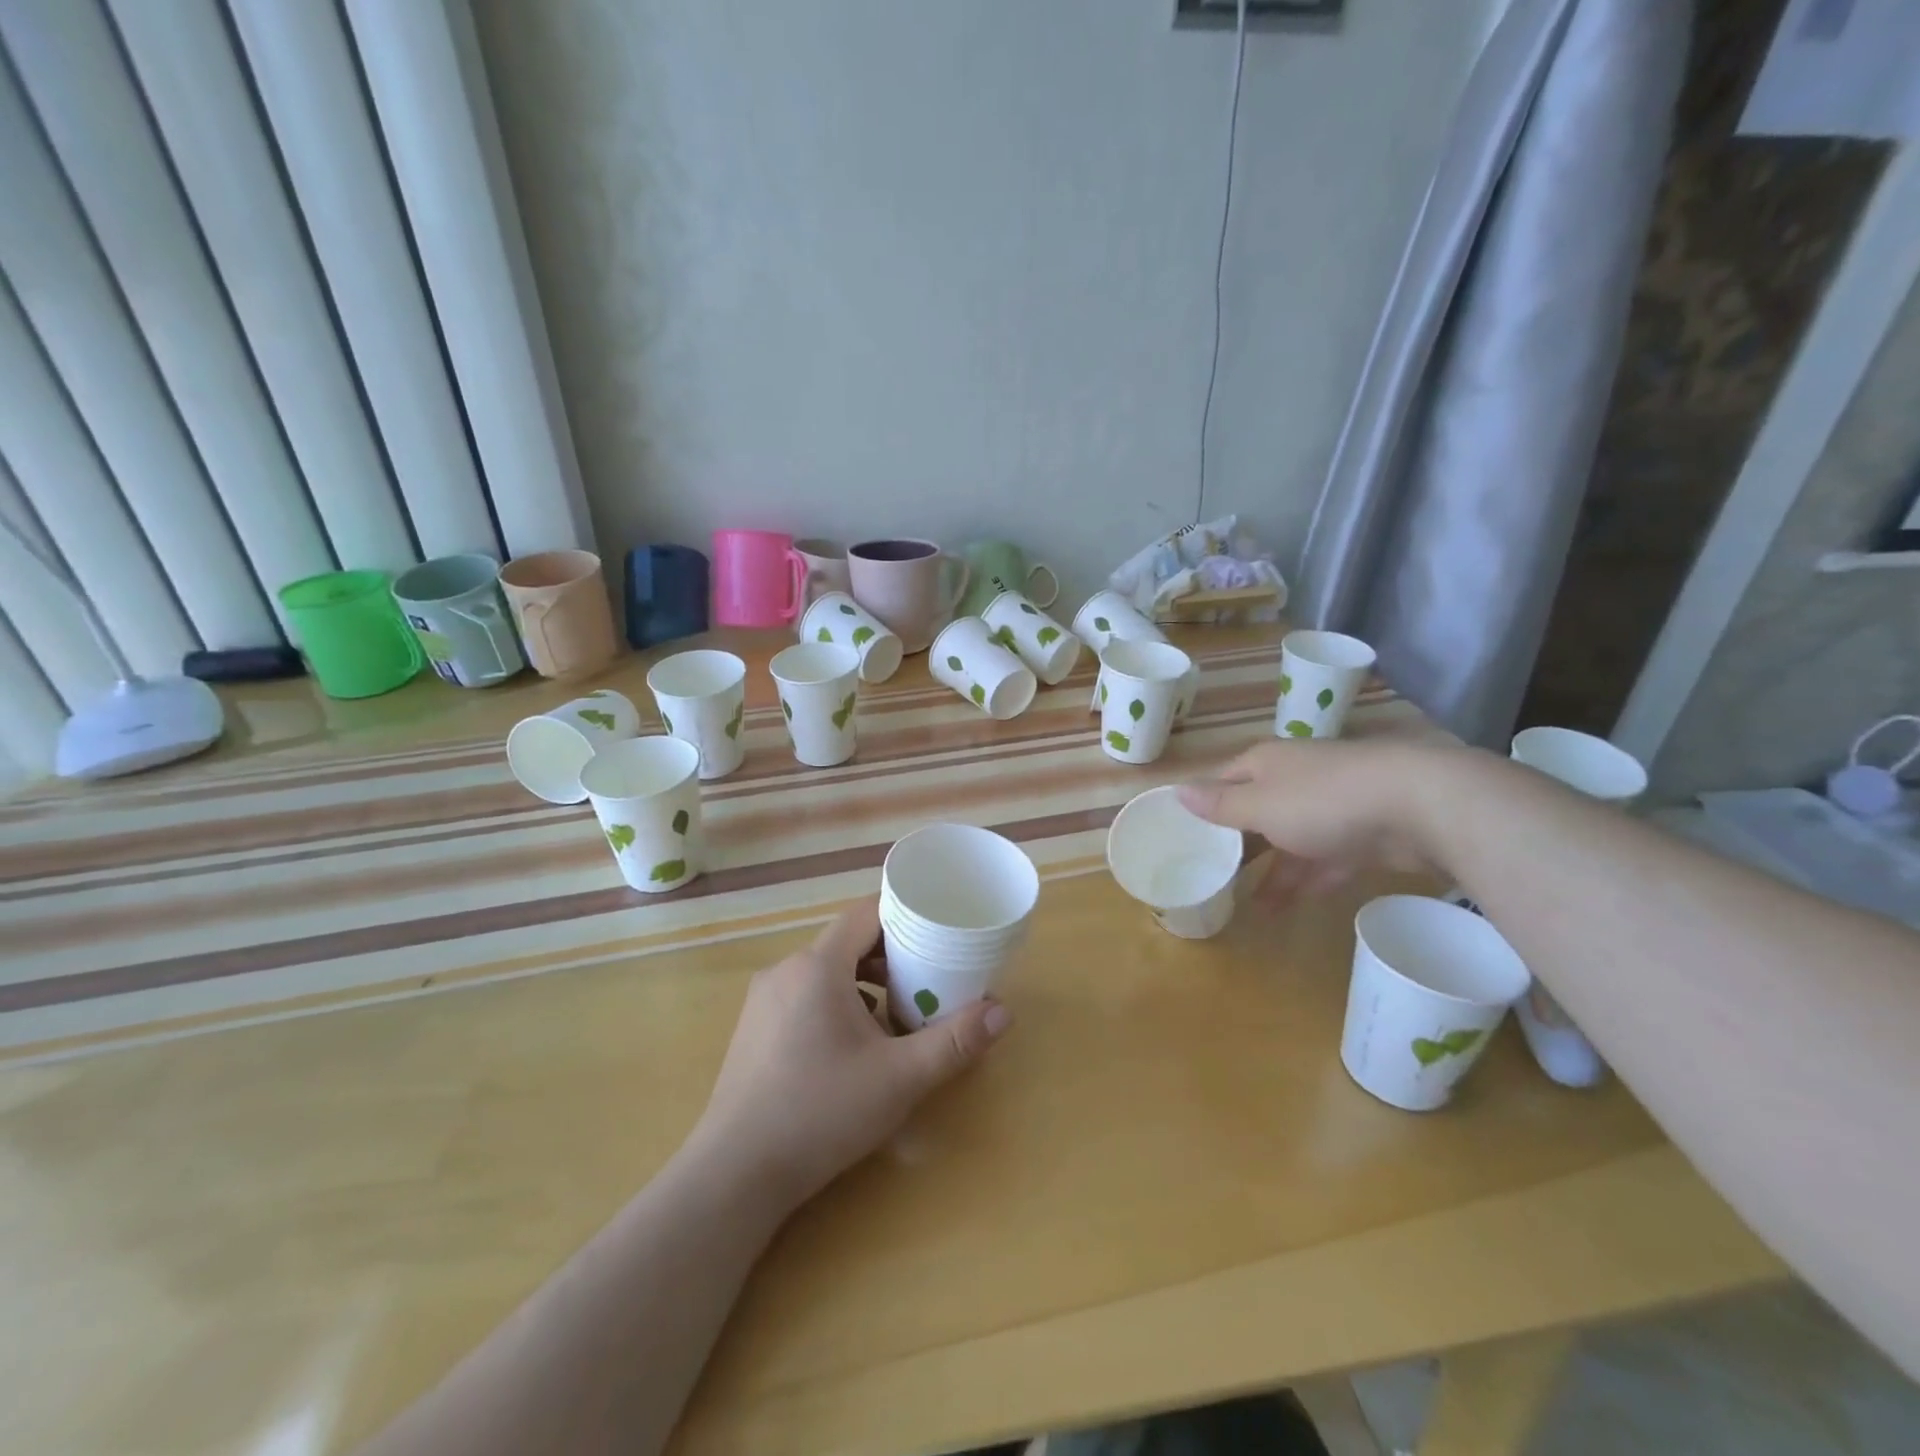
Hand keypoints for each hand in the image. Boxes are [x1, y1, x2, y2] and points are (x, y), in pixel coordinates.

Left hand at [691, 898, 1011, 1211]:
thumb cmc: (821, 1112)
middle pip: (847, 941)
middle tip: (926, 978)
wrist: (735, 1174)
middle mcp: (786, 969)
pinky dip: (835, 1002)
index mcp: (818, 965)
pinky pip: (804, 995)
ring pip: (825, 970)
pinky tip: (852, 1045)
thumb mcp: (899, 1078)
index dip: (905, 914)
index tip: (938, 930)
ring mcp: (764, 999)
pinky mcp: (753, 1028)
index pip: (866, 913)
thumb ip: (953, 1042)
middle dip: (890, 954)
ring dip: (863, 981)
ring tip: (895, 1014)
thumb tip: (1002, 1013)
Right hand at [1177, 738, 1456, 904]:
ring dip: (1274, 872)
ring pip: (1292, 839)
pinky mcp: (1364, 834)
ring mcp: (1333, 806)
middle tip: (1215, 876)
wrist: (1419, 806)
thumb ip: (1220, 805)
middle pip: (1257, 811)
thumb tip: (1177, 791)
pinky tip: (1294, 903)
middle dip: (1240, 844)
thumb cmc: (1322, 801)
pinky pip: (1326, 857)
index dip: (1204, 805)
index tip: (1185, 836)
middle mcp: (1296, 778)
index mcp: (1266, 764)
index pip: (1223, 780)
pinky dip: (1310, 877)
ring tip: (1253, 907)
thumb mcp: (1260, 805)